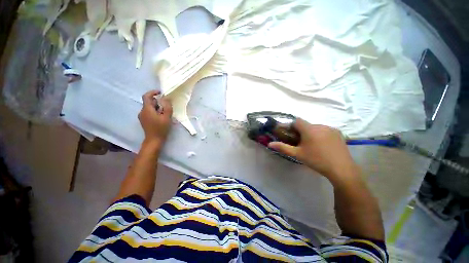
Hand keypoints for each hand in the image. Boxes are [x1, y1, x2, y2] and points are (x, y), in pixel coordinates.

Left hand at [138, 90, 172, 147]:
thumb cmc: (161, 128)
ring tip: (164, 113)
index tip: (160, 92)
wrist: (154, 140)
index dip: (152, 92)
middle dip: (157, 102)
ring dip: (157, 107)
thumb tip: (166, 99)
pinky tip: (160, 117)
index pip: (146, 96)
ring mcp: (142, 116)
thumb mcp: (167, 117)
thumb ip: (167, 107)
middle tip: (166, 106)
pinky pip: (148, 112)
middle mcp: (142, 111)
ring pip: (149, 107)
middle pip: (149, 102)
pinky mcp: (143, 120)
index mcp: (147, 109)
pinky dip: (155, 111)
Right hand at [268, 119, 358, 179]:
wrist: (341, 169)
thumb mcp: (297, 154)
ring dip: (309, 132)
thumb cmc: (316, 160)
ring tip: (310, 144)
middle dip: (300, 130)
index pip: (297, 121)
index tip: (288, 133)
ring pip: (315, 127)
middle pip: (306, 124)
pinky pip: (324, 130)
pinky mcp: (338, 133)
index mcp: (309, 129)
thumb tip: (270, 144)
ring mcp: (330, 129)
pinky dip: (319, 134)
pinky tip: (321, 144)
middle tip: (298, 141)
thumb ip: (283, 147)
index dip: (291, 125)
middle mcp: (320, 126)